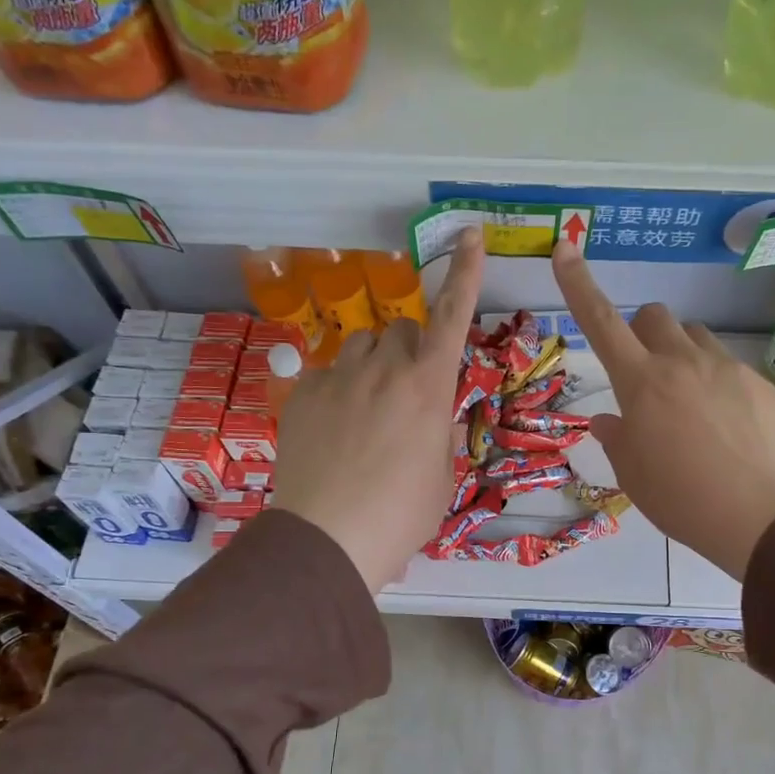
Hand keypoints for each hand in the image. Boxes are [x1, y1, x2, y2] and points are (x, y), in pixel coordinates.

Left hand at [272, 230, 485, 591]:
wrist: (329, 538)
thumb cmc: (401, 516)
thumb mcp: (441, 480)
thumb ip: (441, 438)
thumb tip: (437, 423)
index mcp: (429, 388)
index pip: (453, 316)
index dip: (465, 273)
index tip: (470, 234)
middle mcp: (385, 369)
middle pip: (401, 328)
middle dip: (410, 347)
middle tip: (408, 390)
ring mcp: (339, 378)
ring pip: (362, 344)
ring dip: (373, 364)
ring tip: (367, 409)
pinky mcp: (304, 394)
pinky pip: (327, 374)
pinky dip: (338, 390)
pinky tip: (334, 430)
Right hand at [553, 243, 774, 580]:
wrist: (765, 516)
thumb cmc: (683, 499)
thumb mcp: (635, 475)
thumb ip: (617, 439)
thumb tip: (608, 421)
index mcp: (642, 383)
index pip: (601, 322)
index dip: (579, 285)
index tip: (566, 249)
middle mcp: (684, 362)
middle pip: (654, 316)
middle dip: (641, 332)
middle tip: (644, 375)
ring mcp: (727, 368)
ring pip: (695, 337)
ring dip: (680, 354)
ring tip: (688, 402)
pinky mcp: (760, 383)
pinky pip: (728, 367)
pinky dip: (715, 383)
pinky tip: (725, 426)